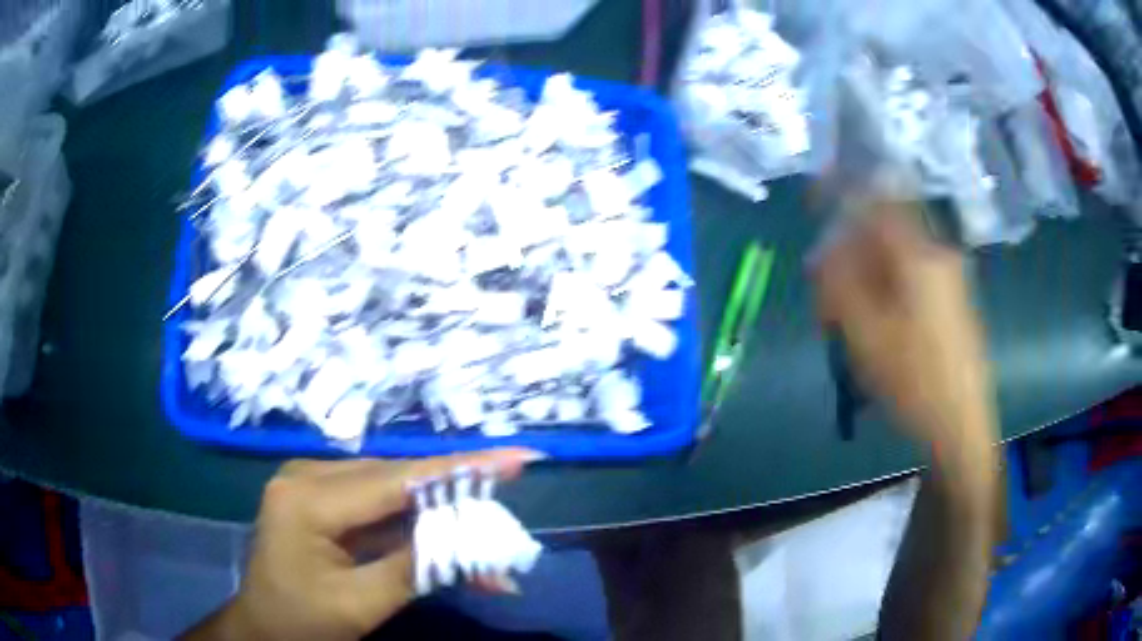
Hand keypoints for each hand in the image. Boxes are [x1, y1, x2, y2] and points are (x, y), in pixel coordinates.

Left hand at [184, 448, 542, 640]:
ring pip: (393, 491)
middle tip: (505, 523)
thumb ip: (414, 566)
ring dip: (438, 519)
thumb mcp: (360, 604)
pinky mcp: (322, 497)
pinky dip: (415, 527)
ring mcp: (313, 482)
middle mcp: (308, 474)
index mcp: (307, 499)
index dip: (461, 469)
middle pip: (398, 481)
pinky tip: (445, 545)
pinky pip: (378, 503)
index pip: (397, 480)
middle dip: (455, 503)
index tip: (516, 458)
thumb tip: (472, 538)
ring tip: (483, 550)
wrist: (262, 627)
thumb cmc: (301, 622)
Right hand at [812, 202, 997, 467]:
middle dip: (851, 249)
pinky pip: (913, 276)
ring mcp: (950, 277)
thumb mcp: (865, 334)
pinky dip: (888, 288)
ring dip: (868, 273)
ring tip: (847, 316)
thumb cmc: (914, 379)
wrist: (961, 425)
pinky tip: (877, 324)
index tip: (815, 201)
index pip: (875, 201)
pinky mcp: (954, 300)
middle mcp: (939, 254)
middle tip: (829, 286)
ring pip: (898, 257)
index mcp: (920, 254)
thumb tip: (824, 250)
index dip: (841, 192)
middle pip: (886, 231)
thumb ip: (839, 282)